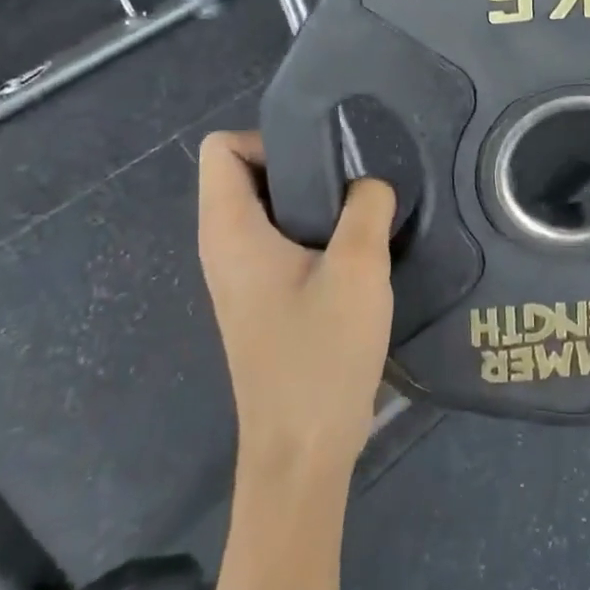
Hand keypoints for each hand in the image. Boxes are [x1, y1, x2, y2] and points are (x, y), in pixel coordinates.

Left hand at [197, 132, 396, 480]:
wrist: (303, 450)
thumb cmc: (322, 355)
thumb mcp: (358, 269)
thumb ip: (367, 207)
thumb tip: (369, 182)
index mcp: (230, 231)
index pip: (220, 148)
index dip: (267, 139)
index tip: (322, 160)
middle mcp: (224, 247)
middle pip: (245, 173)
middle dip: (299, 165)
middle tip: (353, 182)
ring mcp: (241, 276)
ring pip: (267, 209)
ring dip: (312, 202)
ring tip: (361, 212)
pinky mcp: (262, 299)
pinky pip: (279, 241)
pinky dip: (313, 232)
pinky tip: (356, 252)